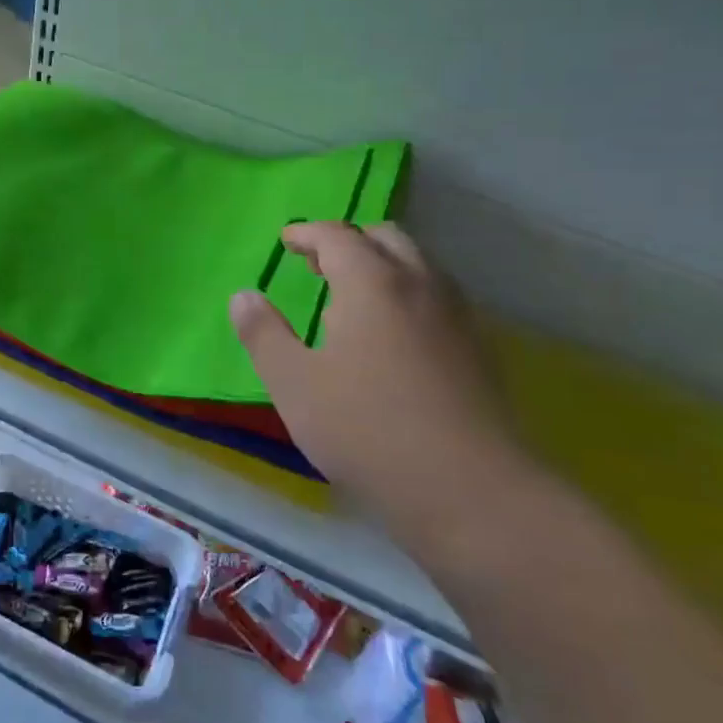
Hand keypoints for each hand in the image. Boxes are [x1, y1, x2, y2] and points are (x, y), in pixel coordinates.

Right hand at [230, 222, 529, 536]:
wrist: (468, 489)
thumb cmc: (366, 428)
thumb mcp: (294, 384)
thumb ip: (264, 335)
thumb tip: (243, 296)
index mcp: (372, 283)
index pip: (338, 236)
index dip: (307, 233)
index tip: (286, 240)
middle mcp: (420, 285)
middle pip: (386, 238)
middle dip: (348, 241)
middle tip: (318, 263)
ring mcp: (456, 316)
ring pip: (418, 265)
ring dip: (382, 265)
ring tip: (351, 296)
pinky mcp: (478, 349)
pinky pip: (437, 297)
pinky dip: (407, 293)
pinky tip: (392, 335)